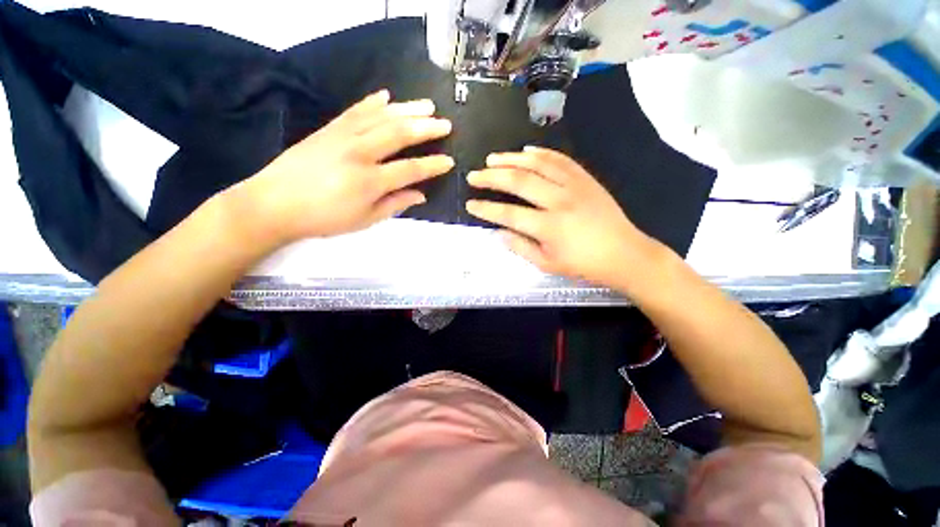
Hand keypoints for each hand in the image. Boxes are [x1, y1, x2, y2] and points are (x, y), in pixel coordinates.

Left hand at [229, 90, 453, 243]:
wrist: (274, 203)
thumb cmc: (324, 218)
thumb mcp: (364, 220)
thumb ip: (395, 205)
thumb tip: (421, 195)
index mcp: (370, 181)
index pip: (410, 169)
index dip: (432, 165)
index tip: (449, 161)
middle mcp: (359, 153)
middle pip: (399, 134)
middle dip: (426, 128)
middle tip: (445, 124)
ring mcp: (342, 136)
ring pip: (381, 117)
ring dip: (407, 109)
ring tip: (427, 105)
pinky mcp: (329, 129)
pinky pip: (355, 110)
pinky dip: (373, 102)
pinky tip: (387, 96)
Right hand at [466, 146, 661, 287]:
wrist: (625, 254)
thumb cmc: (584, 264)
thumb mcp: (548, 264)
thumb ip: (520, 247)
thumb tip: (499, 232)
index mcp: (549, 227)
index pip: (509, 214)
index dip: (486, 209)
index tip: (470, 204)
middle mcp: (559, 201)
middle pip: (519, 182)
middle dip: (491, 177)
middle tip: (473, 176)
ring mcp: (574, 185)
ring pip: (537, 164)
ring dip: (511, 159)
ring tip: (492, 158)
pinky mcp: (585, 178)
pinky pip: (560, 159)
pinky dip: (540, 153)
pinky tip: (525, 150)